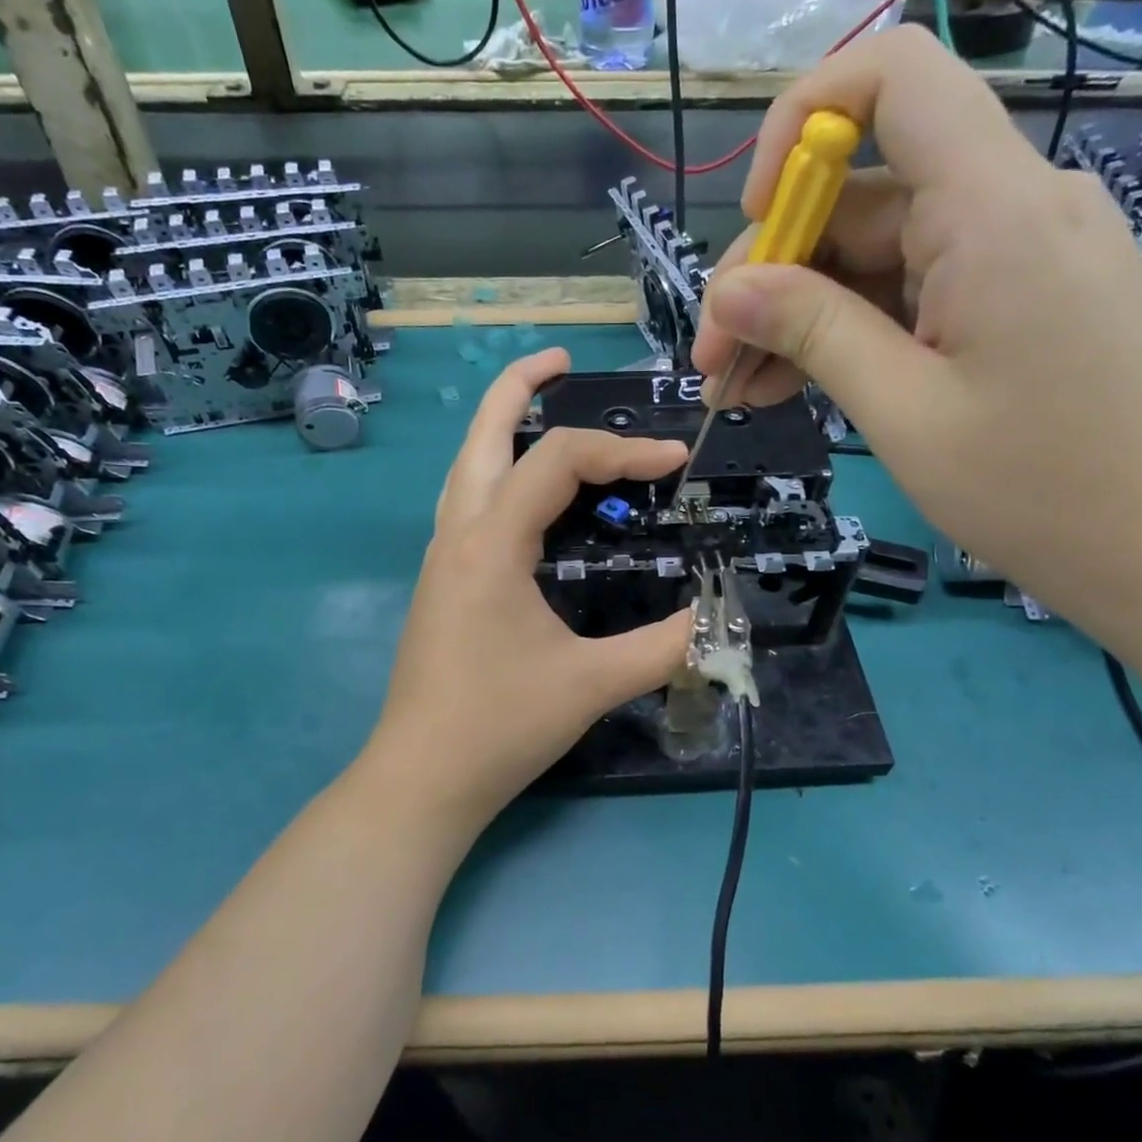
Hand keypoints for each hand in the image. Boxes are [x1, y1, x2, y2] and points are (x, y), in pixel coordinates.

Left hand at [363, 348, 693, 826]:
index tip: (675, 464)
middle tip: (565, 362)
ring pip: (467, 466)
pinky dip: (498, 473)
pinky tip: (527, 495)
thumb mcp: (592, 683)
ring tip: (542, 408)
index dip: (623, 451)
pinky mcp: (440, 582)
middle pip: (482, 434)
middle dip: (521, 387)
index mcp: (491, 542)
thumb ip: (664, 646)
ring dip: (502, 427)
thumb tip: (719, 619)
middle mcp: (458, 534)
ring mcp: (441, 557)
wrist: (422, 778)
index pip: (559, 462)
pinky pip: (467, 502)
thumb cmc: (500, 726)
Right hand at [691, 27, 1141, 648]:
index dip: (800, 123)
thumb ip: (813, 332)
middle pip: (858, 194)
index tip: (756, 221)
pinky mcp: (1013, 301)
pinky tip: (791, 388)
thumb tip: (729, 291)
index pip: (892, 79)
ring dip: (797, 317)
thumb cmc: (1039, 489)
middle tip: (710, 363)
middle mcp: (1009, 207)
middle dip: (770, 273)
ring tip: (737, 391)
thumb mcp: (903, 410)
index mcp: (993, 210)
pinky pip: (909, 294)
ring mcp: (1014, 256)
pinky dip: (846, 335)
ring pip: (873, 256)